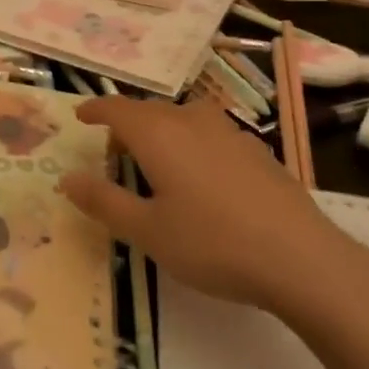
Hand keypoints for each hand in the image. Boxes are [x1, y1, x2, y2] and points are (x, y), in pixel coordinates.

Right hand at [59, 95, 354, 312]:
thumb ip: (103, 201)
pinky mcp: (258, 151)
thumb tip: (66, 178)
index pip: (117, 109)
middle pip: (150, 110)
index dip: (95, 109)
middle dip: (127, 123)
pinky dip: (193, 142)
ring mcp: (230, 133)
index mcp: (158, 135)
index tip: (80, 117)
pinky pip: (211, 134)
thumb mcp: (147, 231)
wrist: (302, 259)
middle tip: (114, 150)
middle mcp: (191, 122)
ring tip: (157, 160)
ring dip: (162, 130)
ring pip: (183, 118)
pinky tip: (203, 176)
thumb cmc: (212, 244)